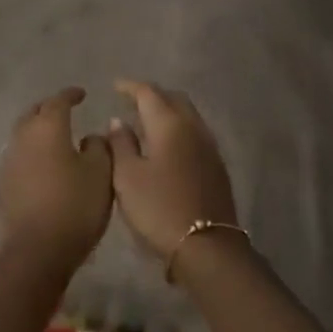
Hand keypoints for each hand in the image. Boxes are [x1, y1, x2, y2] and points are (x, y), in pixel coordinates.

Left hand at [0, 88, 113, 281]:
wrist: (35, 251)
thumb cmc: (74, 205)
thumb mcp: (101, 173)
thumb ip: (99, 147)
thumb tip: (90, 137)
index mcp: (48, 127)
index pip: (58, 101)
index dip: (71, 95)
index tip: (82, 94)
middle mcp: (23, 137)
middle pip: (35, 113)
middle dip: (50, 108)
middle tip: (66, 111)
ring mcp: (9, 160)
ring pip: (24, 134)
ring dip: (39, 131)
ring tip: (56, 137)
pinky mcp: (4, 183)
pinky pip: (20, 155)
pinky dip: (33, 151)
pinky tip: (45, 163)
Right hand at [106, 80, 238, 261]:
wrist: (206, 245)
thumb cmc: (158, 208)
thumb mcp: (127, 177)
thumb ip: (121, 144)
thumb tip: (118, 120)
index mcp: (169, 124)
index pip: (149, 92)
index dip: (130, 87)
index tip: (115, 86)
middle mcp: (192, 127)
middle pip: (173, 98)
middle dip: (152, 95)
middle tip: (132, 102)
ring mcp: (209, 146)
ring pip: (188, 115)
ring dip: (168, 111)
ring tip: (147, 122)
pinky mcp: (217, 165)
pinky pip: (195, 133)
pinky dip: (179, 129)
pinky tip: (167, 145)